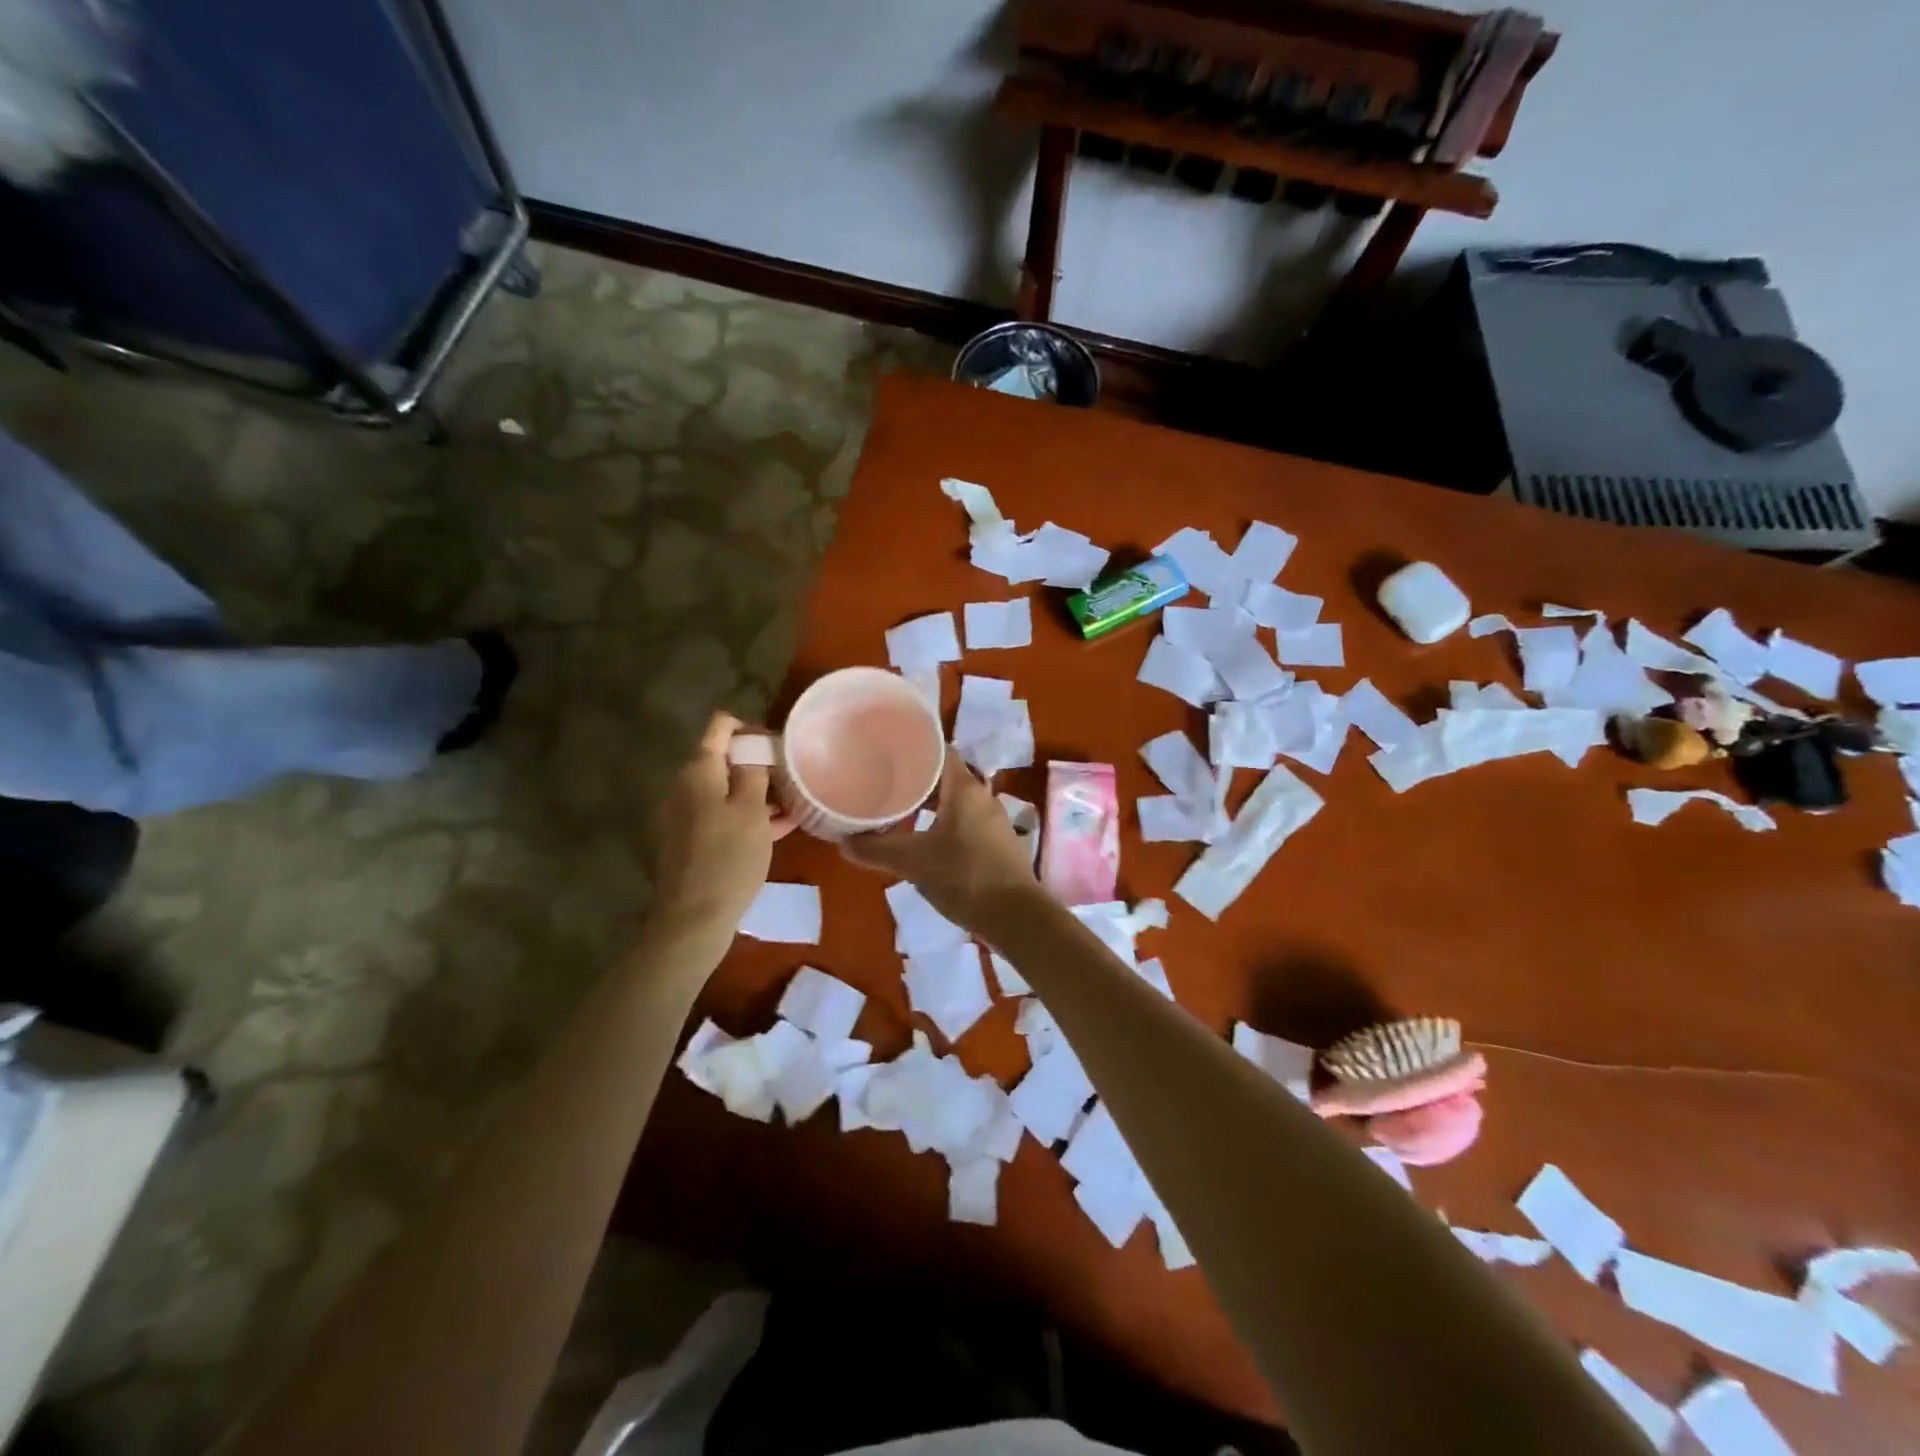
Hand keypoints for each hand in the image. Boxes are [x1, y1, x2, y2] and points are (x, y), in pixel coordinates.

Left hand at [649, 712, 775, 947]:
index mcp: (699, 771)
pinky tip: (780, 827)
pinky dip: (748, 816)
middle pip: (725, 760)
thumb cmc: (728, 858)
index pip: (720, 727)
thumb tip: (753, 749)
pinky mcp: (693, 841)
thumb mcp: (751, 810)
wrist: (694, 918)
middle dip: (759, 764)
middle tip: (792, 778)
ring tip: (794, 804)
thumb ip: (754, 772)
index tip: (777, 744)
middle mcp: (687, 787)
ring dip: (758, 793)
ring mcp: (687, 815)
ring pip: (727, 791)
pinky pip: (723, 816)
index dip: (750, 727)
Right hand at [841, 755, 1039, 932]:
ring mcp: (992, 820)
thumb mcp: (914, 862)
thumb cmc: (965, 877)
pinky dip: (941, 822)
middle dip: (914, 777)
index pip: (939, 750)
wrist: (1017, 917)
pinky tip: (922, 839)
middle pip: (944, 776)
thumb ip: (877, 850)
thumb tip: (843, 843)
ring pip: (954, 800)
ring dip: (927, 803)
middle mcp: (982, 796)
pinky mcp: (996, 843)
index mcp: (964, 788)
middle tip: (882, 780)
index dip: (913, 747)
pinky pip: (963, 821)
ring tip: (897, 809)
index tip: (885, 750)